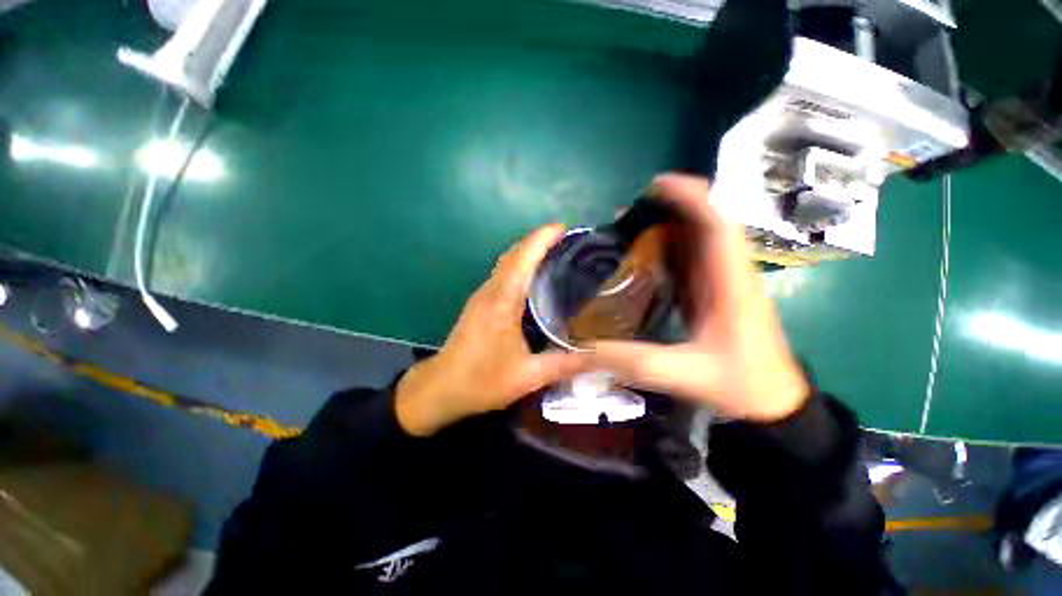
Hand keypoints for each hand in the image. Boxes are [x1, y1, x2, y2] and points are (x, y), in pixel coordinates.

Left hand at [395, 224, 590, 435]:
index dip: (541, 238)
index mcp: (502, 302)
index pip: (522, 259)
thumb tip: (597, 356)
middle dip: (538, 241)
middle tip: (568, 241)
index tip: (563, 228)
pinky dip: (520, 266)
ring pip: (506, 262)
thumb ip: (564, 365)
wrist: (441, 388)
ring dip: (528, 252)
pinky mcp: (480, 303)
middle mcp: (490, 291)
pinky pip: (503, 274)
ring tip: (556, 254)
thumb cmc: (482, 380)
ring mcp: (482, 295)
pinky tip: (535, 278)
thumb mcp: (528, 376)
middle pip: (514, 254)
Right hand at [586, 174, 808, 420]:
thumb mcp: (684, 375)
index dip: (692, 198)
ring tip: (630, 228)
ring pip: (698, 241)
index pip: (719, 225)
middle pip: (707, 224)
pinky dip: (669, 250)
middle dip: (672, 208)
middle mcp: (729, 274)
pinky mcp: (714, 293)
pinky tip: (644, 256)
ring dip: (668, 227)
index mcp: (732, 285)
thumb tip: (586, 349)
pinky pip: (692, 261)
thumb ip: (634, 362)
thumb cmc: (742, 385)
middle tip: (630, 212)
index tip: (658, 185)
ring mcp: (723, 282)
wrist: (774, 402)